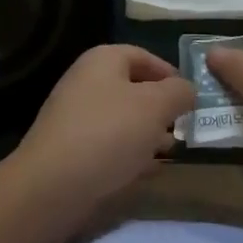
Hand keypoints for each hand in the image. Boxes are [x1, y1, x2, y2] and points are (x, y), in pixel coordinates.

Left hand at [9, 44, 194, 207]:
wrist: (51, 186)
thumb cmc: (109, 134)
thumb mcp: (155, 106)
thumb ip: (179, 92)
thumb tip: (187, 89)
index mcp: (103, 60)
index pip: (143, 55)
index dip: (169, 73)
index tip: (191, 98)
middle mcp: (86, 82)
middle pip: (132, 89)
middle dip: (160, 108)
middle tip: (183, 128)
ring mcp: (75, 117)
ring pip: (121, 119)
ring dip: (147, 134)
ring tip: (169, 152)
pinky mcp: (70, 150)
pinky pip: (108, 145)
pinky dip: (128, 154)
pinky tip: (146, 172)